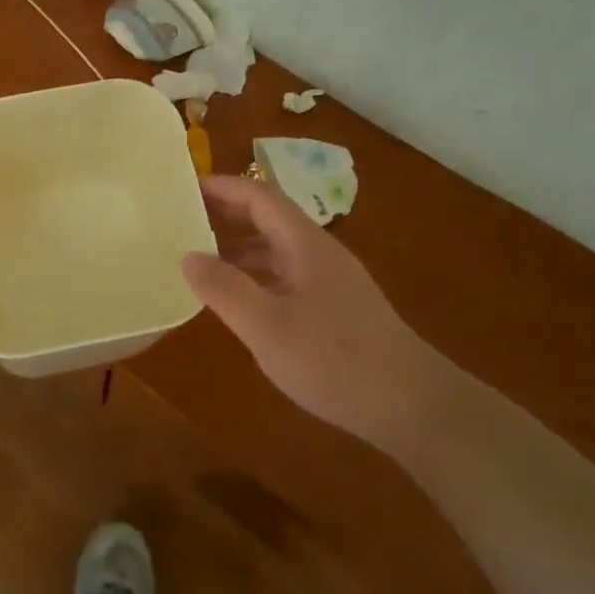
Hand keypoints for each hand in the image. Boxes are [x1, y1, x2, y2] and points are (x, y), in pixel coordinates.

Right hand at [181, 176, 451, 454]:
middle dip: (226, 215)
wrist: (413, 406)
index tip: (183, 187)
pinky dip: (256, 278)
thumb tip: (187, 256)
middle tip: (181, 221)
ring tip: (199, 261)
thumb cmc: (336, 360)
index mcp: (304, 244)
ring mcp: (330, 282)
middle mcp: (318, 253)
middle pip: (268, 219)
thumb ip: (226, 290)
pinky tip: (241, 302)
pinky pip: (286, 278)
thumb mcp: (269, 328)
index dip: (222, 187)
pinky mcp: (336, 310)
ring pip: (277, 251)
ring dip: (239, 249)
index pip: (259, 196)